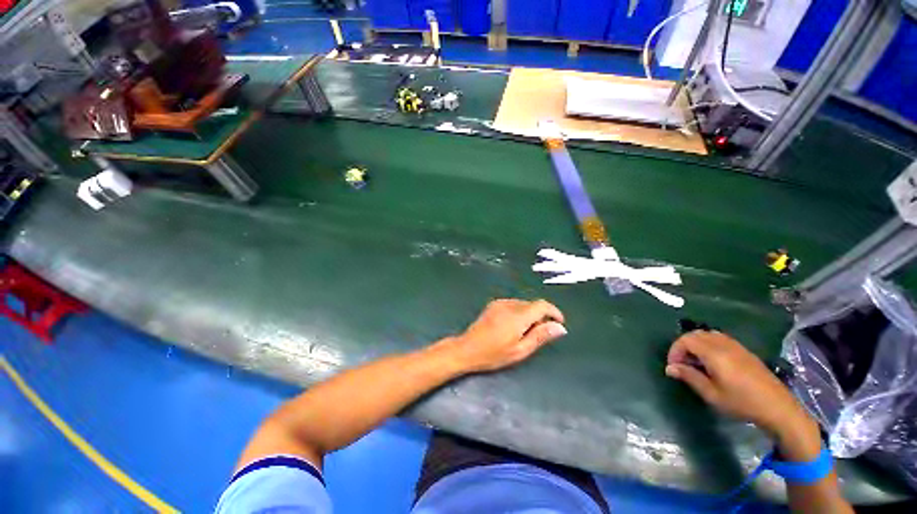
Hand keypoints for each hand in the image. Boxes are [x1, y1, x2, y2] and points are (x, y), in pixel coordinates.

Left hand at [438, 299, 566, 372]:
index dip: (554, 311)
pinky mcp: (493, 304)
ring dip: (530, 314)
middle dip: (541, 316)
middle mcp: (509, 304)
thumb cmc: (493, 354)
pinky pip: (513, 304)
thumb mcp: (520, 350)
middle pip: (533, 304)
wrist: (467, 348)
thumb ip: (540, 336)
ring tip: (524, 332)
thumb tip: (560, 327)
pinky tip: (513, 326)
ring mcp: (500, 302)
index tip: (559, 323)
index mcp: (518, 315)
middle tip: (539, 334)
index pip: (542, 305)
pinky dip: (519, 312)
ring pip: (523, 304)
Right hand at [665, 330, 811, 437]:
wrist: (778, 408)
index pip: (686, 340)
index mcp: (715, 353)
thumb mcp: (712, 394)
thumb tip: (670, 368)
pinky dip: (709, 345)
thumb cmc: (742, 403)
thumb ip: (690, 377)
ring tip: (696, 362)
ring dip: (696, 344)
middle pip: (695, 334)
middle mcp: (724, 344)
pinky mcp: (744, 351)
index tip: (674, 367)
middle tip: (682, 364)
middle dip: (683, 346)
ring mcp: (736, 346)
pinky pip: (720, 339)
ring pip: (708, 334)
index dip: (675, 350)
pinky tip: (712, 362)